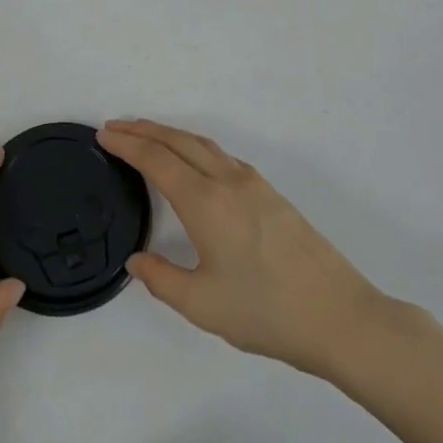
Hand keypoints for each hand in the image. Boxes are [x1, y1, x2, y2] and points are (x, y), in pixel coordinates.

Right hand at [99, 119, 402, 379]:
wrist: (339, 316)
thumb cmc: (266, 312)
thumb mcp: (202, 305)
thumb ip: (161, 279)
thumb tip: (136, 260)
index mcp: (206, 203)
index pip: (157, 160)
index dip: (127, 145)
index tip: (103, 135)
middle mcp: (228, 181)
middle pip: (178, 141)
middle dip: (143, 130)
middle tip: (115, 127)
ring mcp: (253, 184)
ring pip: (203, 144)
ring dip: (170, 134)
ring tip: (146, 135)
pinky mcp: (271, 193)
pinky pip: (222, 155)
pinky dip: (195, 146)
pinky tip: (193, 161)